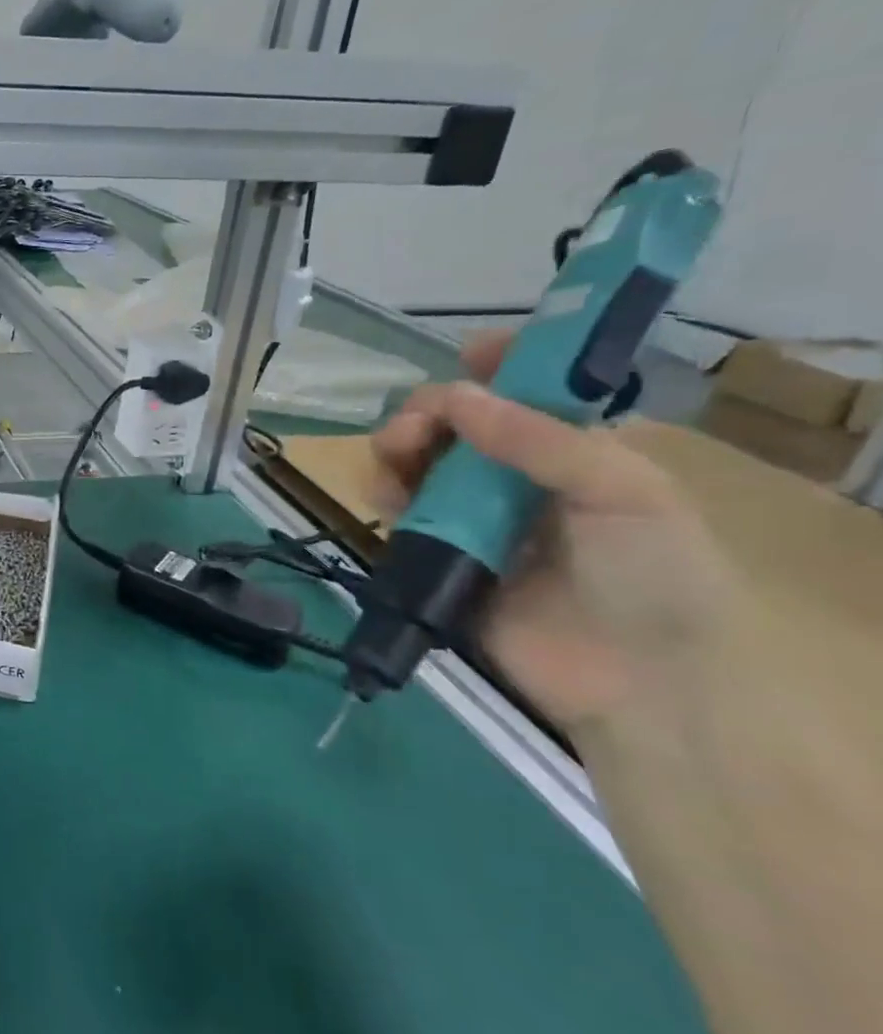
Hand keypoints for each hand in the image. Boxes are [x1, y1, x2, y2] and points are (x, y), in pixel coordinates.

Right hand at [369, 329, 748, 733]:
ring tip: (394, 455)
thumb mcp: (625, 492)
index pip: (529, 392)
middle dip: (431, 410)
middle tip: (418, 424)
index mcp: (575, 452)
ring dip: (400, 447)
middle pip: (459, 423)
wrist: (630, 681)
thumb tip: (452, 395)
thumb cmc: (650, 576)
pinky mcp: (438, 553)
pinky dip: (384, 492)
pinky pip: (400, 511)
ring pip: (420, 461)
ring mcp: (474, 516)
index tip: (467, 352)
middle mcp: (518, 476)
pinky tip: (383, 494)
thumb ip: (540, 439)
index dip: (500, 363)